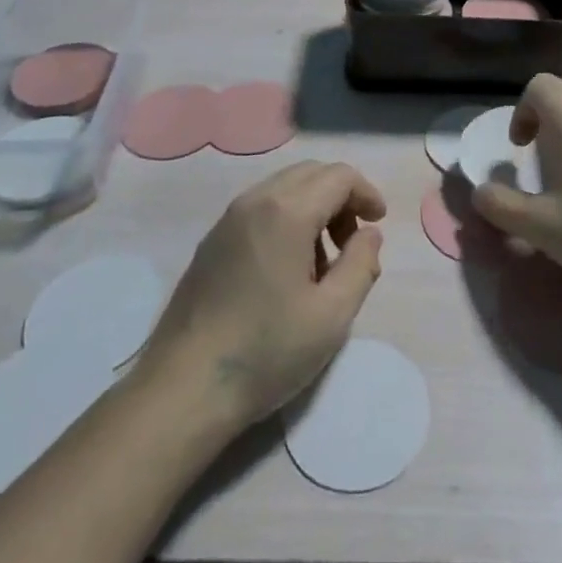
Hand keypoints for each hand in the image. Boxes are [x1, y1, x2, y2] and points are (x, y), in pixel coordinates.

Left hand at [135, 162, 384, 431]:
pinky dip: (286, 219)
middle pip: (311, 174)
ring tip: (322, 264)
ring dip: (314, 208)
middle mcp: (255, 200)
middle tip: (352, 243)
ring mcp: (228, 219)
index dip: (366, 193)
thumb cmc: (266, 351)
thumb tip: (368, 233)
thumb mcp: (332, 315)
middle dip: (341, 198)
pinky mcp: (212, 241)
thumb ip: (361, 264)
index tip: (378, 225)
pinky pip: (260, 208)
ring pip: (284, 189)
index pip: (339, 176)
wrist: (183, 388)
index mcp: (287, 210)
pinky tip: (287, 271)